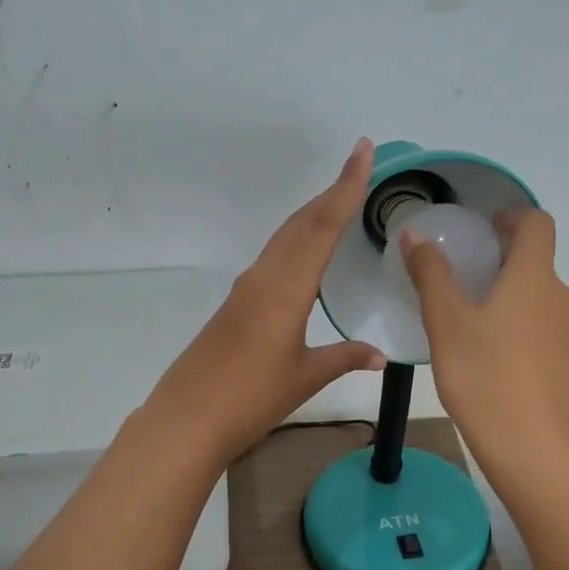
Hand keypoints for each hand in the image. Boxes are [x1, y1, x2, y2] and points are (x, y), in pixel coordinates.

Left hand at [145, 139, 386, 464]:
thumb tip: (381, 356)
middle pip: (300, 224)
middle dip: (330, 194)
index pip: (321, 227)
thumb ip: (344, 358)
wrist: (188, 419)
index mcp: (285, 289)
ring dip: (311, 216)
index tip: (362, 150)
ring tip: (338, 204)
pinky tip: (305, 256)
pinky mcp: (234, 305)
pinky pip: (272, 260)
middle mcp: (263, 278)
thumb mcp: (305, 378)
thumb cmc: (251, 398)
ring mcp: (244, 290)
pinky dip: (295, 243)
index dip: (345, 187)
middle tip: (359, 169)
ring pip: (283, 239)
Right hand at [401, 208, 568, 484]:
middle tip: (464, 272)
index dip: (512, 217)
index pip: (537, 224)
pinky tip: (487, 350)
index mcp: (535, 276)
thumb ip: (430, 274)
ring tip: (470, 313)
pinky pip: (541, 326)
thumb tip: (414, 233)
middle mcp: (560, 296)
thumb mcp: (446, 322)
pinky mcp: (565, 363)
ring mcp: (567, 332)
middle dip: (503, 258)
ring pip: (539, 296)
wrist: (532, 446)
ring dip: (510, 292)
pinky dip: (518, 322)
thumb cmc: (485, 375)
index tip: (483, 229)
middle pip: (538, 261)